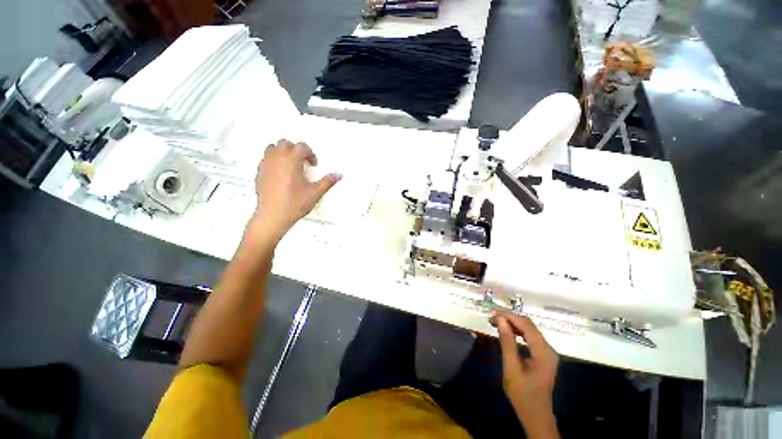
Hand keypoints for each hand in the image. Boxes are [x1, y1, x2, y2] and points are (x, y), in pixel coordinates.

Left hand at [250, 139, 340, 241]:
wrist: (273, 216)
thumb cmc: (293, 204)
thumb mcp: (315, 193)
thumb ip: (327, 181)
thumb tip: (338, 175)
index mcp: (291, 161)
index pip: (301, 147)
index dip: (310, 153)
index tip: (313, 163)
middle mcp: (277, 160)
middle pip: (285, 143)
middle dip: (296, 149)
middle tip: (303, 161)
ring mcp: (266, 165)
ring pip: (272, 148)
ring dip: (282, 152)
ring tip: (290, 164)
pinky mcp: (259, 173)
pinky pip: (265, 159)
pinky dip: (273, 160)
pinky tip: (280, 173)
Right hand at [493, 313, 559, 438]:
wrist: (535, 415)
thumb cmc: (522, 393)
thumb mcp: (511, 367)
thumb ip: (507, 342)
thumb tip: (500, 320)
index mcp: (543, 352)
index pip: (526, 325)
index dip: (509, 316)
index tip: (492, 314)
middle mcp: (548, 348)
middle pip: (529, 325)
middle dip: (510, 318)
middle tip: (492, 318)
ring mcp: (547, 352)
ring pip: (530, 329)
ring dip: (513, 324)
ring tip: (496, 323)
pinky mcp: (544, 355)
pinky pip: (530, 337)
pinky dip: (518, 331)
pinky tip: (507, 332)